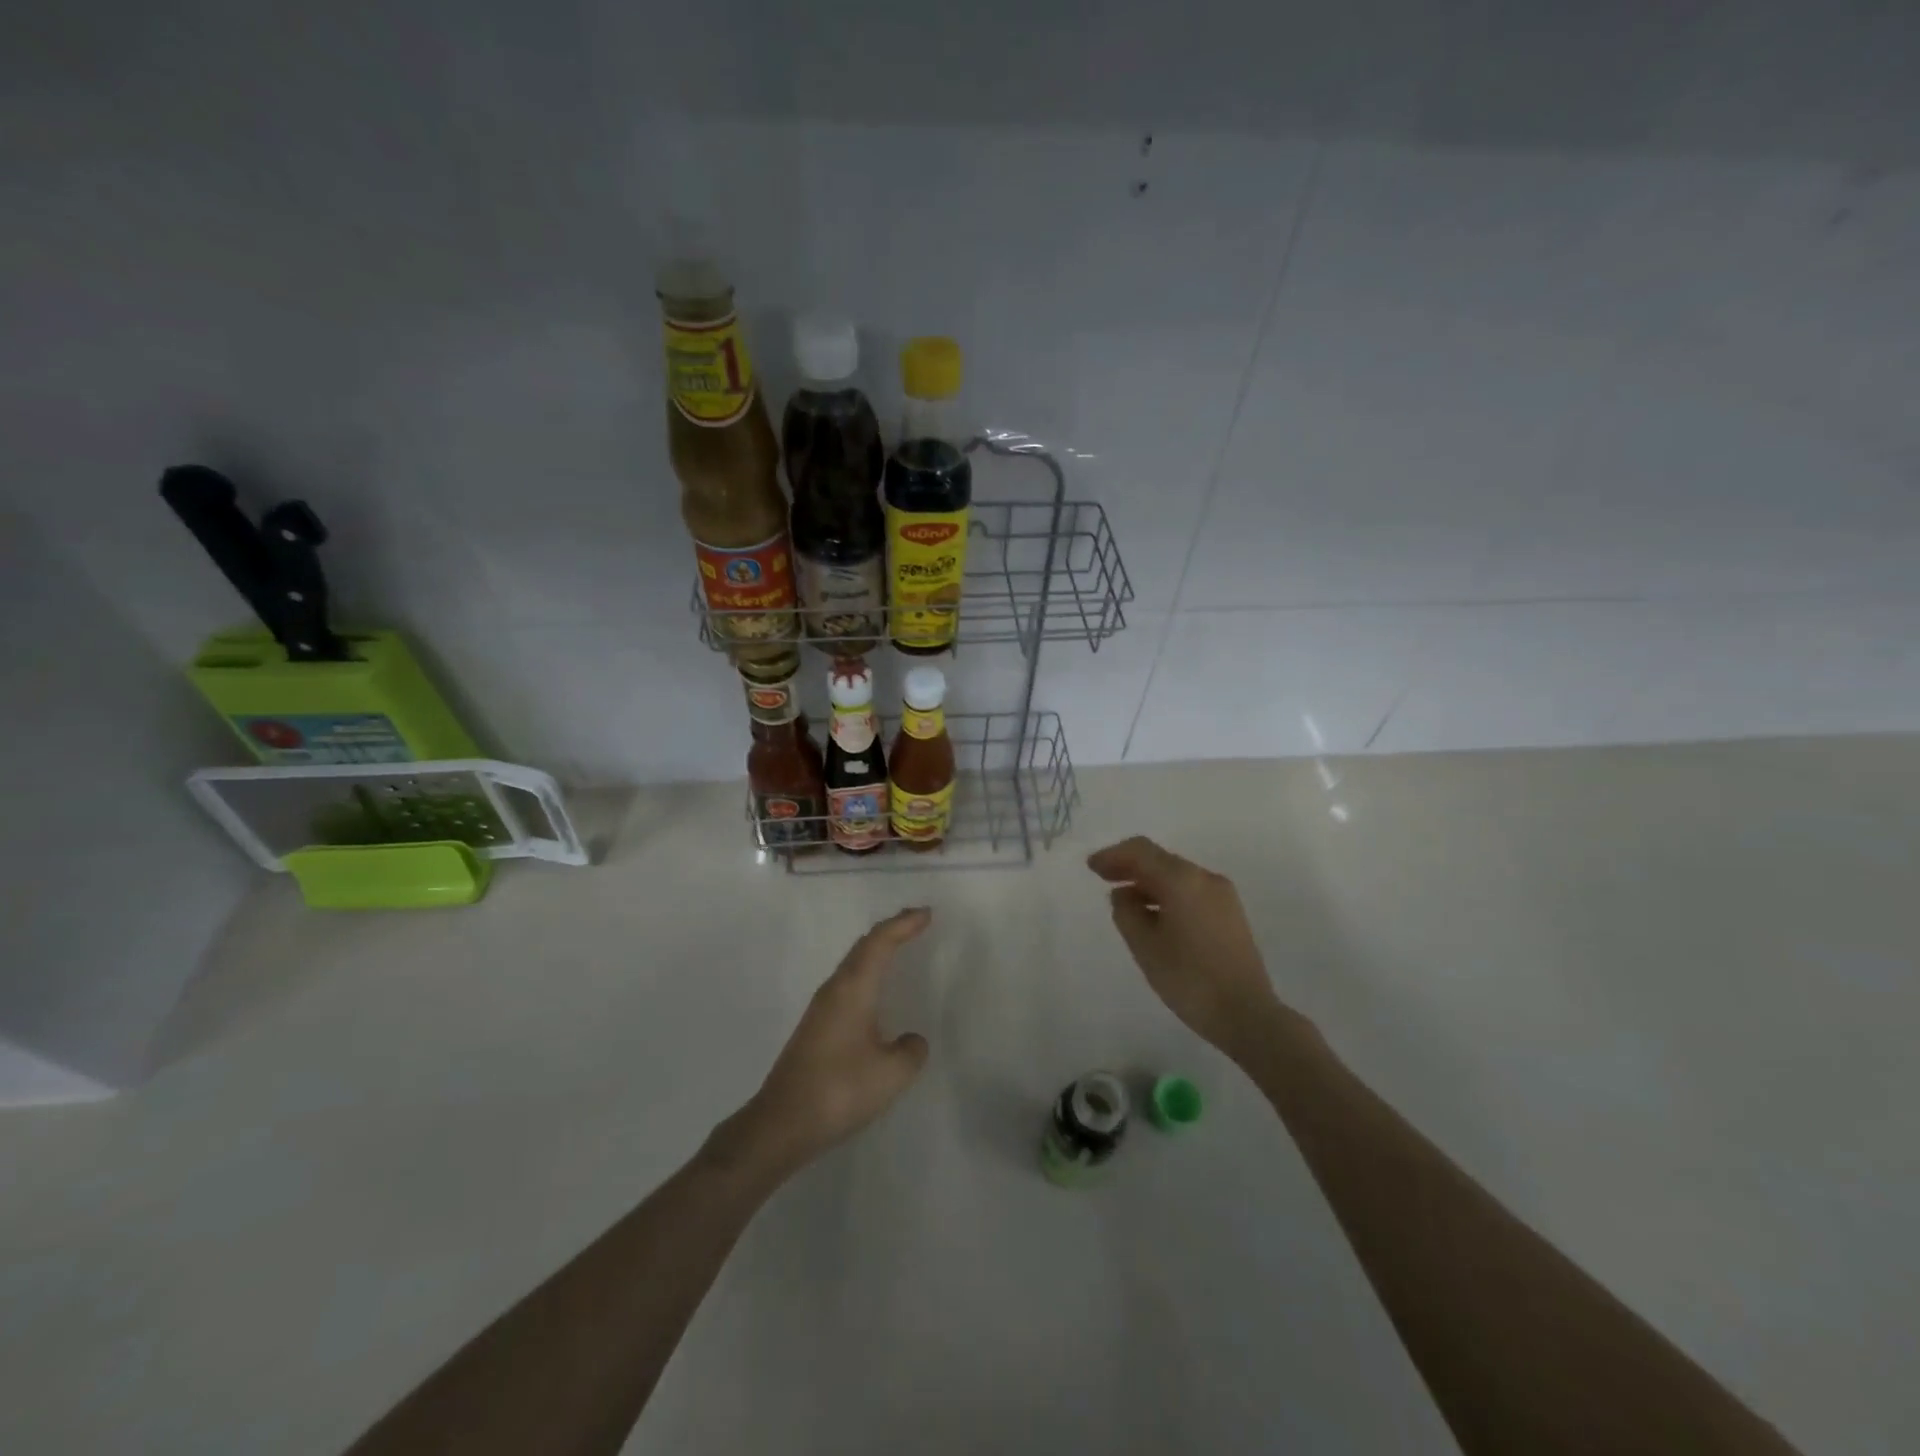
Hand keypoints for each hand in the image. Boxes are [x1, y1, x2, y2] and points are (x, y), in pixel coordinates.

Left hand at [725, 908, 932, 1178]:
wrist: (782, 1123)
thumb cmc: (840, 1090)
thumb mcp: (891, 1073)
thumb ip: (911, 1051)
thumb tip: (911, 1040)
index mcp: (853, 989)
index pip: (880, 943)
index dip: (904, 924)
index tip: (927, 914)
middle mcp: (834, 990)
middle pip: (863, 947)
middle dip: (891, 930)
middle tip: (916, 922)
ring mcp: (821, 1008)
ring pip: (852, 964)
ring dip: (876, 950)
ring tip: (898, 947)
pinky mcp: (815, 1027)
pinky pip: (847, 983)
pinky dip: (866, 972)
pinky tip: (874, 992)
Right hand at [1088, 837, 1286, 1060]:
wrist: (1246, 1014)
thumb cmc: (1188, 978)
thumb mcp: (1144, 945)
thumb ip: (1126, 912)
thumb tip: (1124, 895)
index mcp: (1182, 880)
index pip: (1141, 851)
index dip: (1113, 855)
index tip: (1091, 867)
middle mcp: (1205, 878)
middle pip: (1160, 860)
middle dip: (1130, 866)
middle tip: (1103, 878)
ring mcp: (1222, 895)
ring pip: (1177, 876)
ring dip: (1149, 882)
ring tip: (1125, 902)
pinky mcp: (1230, 914)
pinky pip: (1191, 891)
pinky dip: (1167, 894)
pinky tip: (1154, 915)